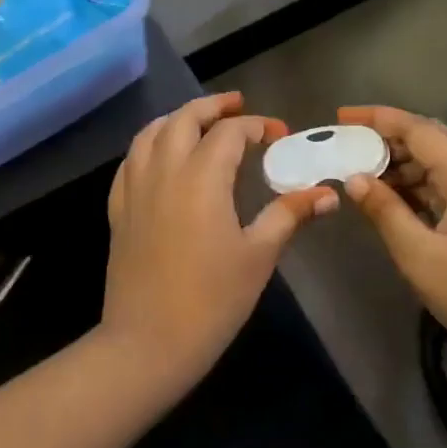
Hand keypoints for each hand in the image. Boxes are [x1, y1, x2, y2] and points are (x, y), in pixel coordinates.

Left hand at [101, 93, 336, 394]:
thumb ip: (289, 215)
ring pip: (151, 133)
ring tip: (198, 122)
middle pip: (184, 119)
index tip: (278, 134)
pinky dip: (149, 145)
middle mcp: (164, 170)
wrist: (148, 342)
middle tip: (236, 105)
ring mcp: (135, 189)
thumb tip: (327, 194)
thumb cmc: (212, 300)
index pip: (229, 133)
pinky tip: (160, 156)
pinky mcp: (118, 210)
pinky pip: (130, 161)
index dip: (256, 126)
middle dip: (212, 106)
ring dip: (177, 119)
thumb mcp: (259, 255)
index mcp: (201, 177)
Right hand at [338, 106, 446, 401]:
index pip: (420, 131)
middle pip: (429, 141)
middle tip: (346, 142)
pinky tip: (385, 198)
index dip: (379, 118)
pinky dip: (411, 185)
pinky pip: (440, 187)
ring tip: (358, 171)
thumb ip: (385, 211)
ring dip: (397, 163)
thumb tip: (353, 178)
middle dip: (386, 136)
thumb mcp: (421, 256)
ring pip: (434, 164)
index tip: (342, 115)